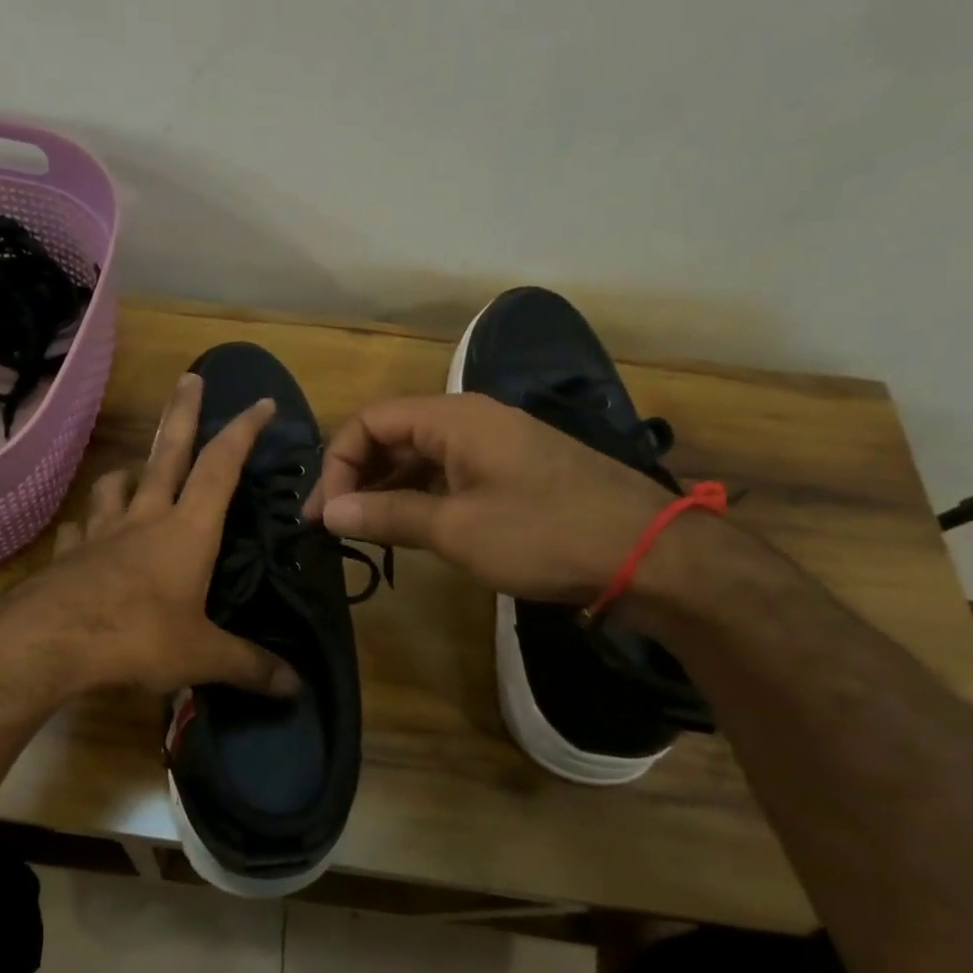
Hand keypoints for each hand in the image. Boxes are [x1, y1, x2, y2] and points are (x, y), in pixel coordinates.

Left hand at [0, 373, 300, 698]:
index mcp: (187, 531)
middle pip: (166, 452)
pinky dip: (87, 524)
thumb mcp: (201, 656)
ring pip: (116, 484)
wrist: (50, 642)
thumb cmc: (137, 637)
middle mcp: (144, 517)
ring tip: (136, 471)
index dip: (243, 432)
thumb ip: (249, 667)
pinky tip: (86, 533)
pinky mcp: (68, 553)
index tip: (260, 402)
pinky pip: (79, 528)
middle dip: (182, 412)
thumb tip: (297, 688)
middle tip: (189, 378)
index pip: (221, 467)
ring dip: (130, 470)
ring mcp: (100, 531)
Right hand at [303, 393, 674, 602]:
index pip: (370, 422)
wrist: (649, 554)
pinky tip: (408, 526)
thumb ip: (386, 515)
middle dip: (355, 476)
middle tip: (333, 524)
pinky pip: (448, 472)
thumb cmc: (544, 533)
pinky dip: (418, 494)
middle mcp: (471, 419)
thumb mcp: (455, 529)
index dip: (337, 464)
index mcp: (454, 418)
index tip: (323, 514)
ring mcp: (495, 445)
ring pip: (419, 455)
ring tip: (362, 529)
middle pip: (392, 434)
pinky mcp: (512, 471)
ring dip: (384, 487)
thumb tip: (328, 513)